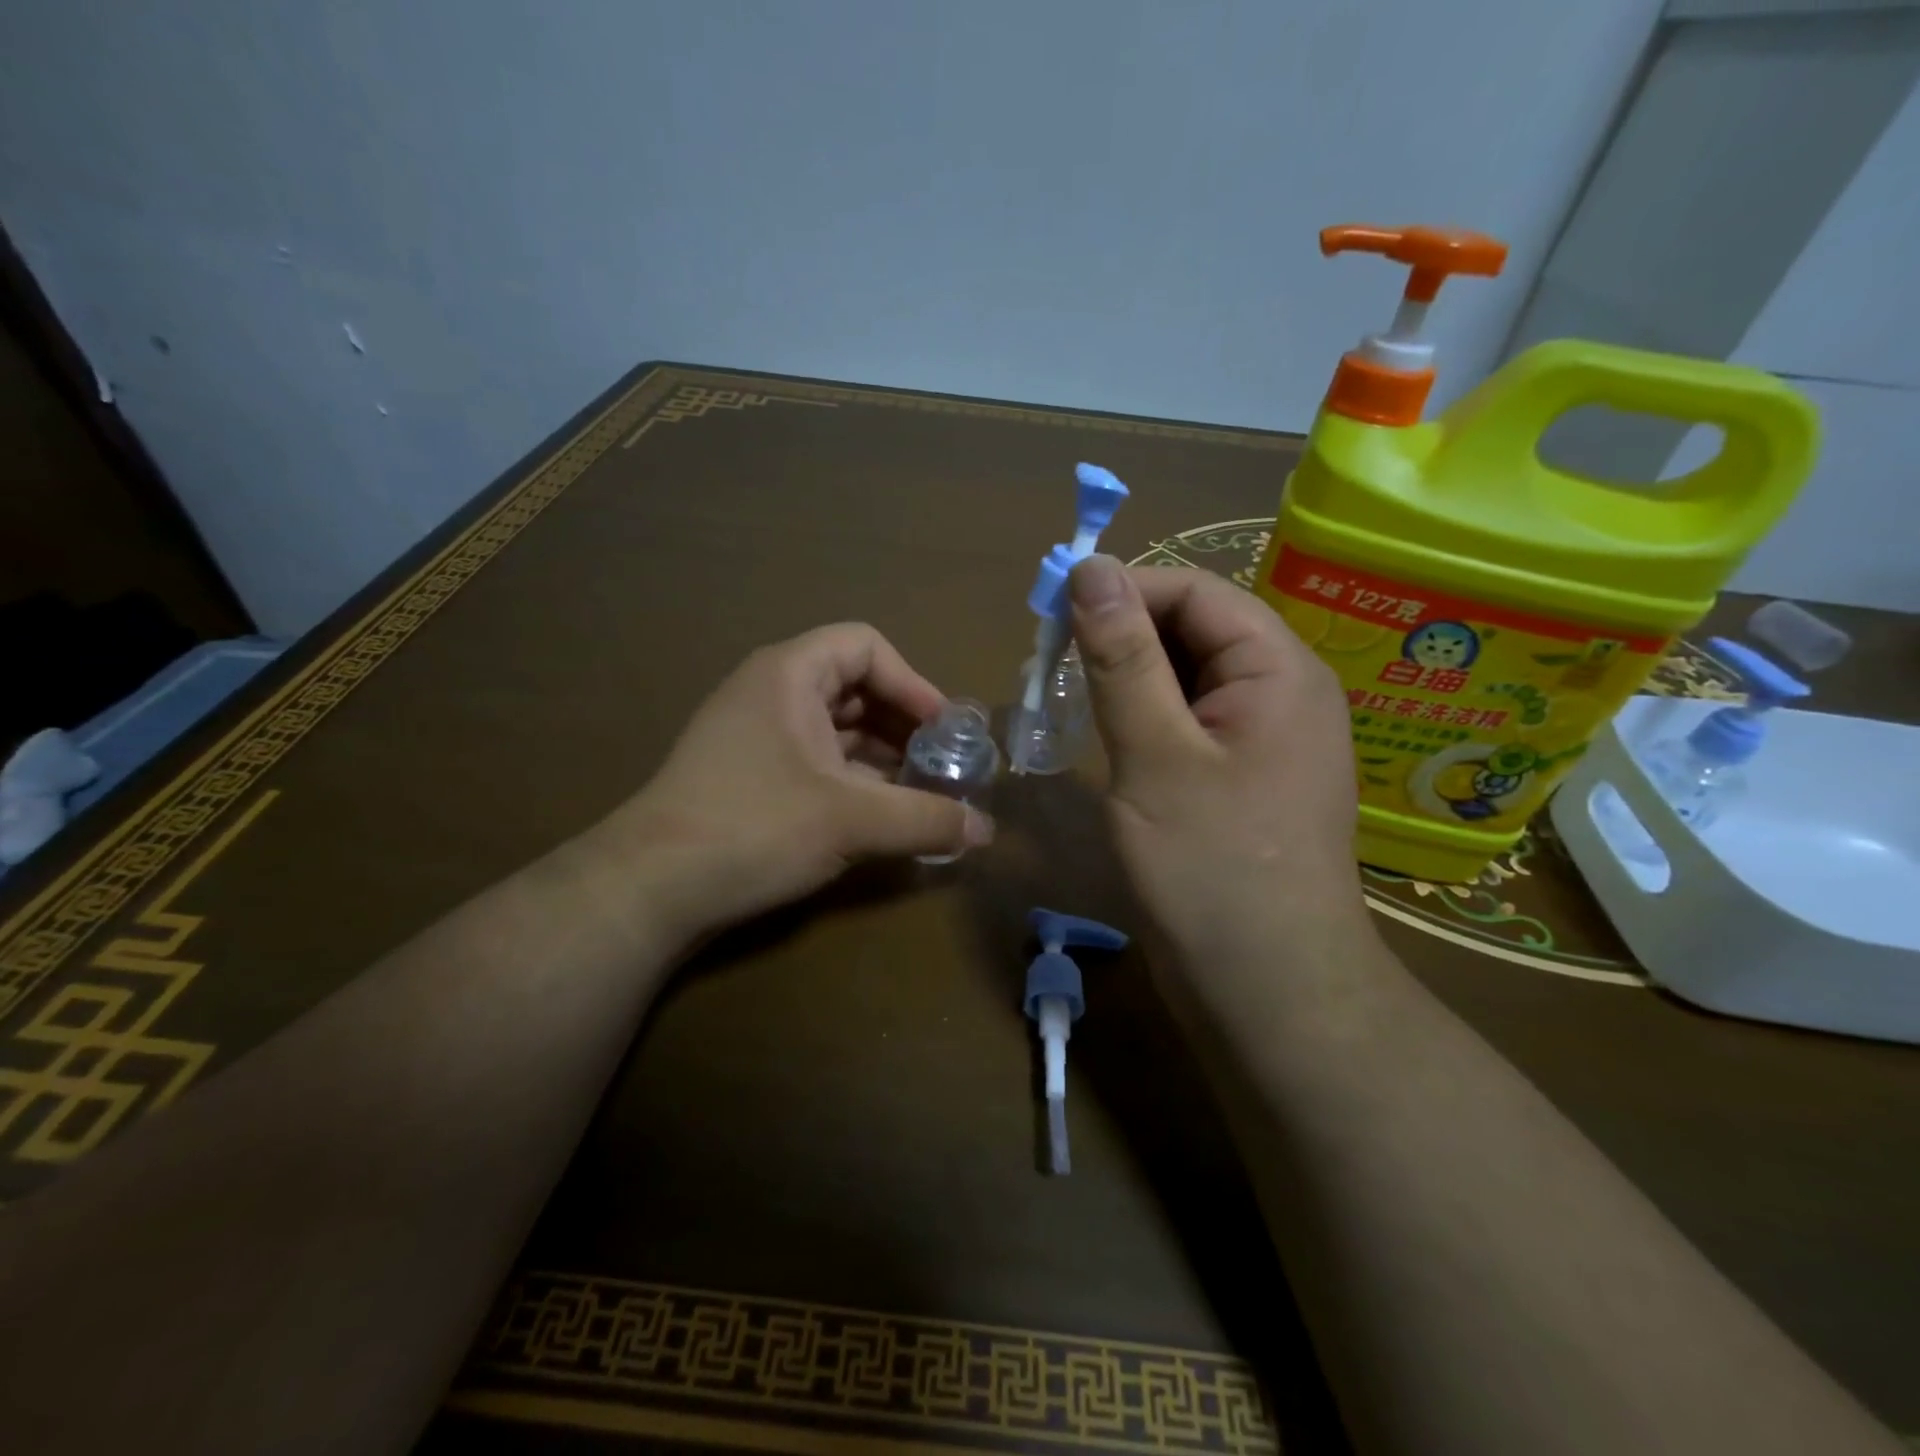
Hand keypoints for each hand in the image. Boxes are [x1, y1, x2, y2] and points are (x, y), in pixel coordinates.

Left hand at [600, 623, 992, 940]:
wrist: (648, 888)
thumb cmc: (753, 827)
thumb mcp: (851, 820)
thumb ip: (926, 819)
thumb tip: (986, 831)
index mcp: (789, 674)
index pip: (865, 646)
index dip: (913, 682)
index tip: (943, 730)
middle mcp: (770, 693)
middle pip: (854, 686)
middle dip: (903, 724)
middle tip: (941, 765)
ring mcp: (755, 735)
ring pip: (835, 728)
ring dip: (882, 756)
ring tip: (920, 794)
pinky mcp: (748, 775)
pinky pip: (814, 760)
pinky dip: (852, 779)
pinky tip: (878, 816)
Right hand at [1068, 556, 1367, 963]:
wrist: (1267, 991)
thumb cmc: (1210, 868)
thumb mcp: (1155, 753)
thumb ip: (1122, 657)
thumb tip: (1090, 568)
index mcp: (1279, 669)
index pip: (1195, 592)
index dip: (1123, 590)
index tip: (1050, 614)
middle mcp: (1282, 692)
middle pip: (1195, 630)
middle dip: (1122, 635)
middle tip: (1050, 662)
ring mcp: (1264, 739)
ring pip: (1187, 678)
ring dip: (1128, 677)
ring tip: (1069, 697)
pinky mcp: (1242, 778)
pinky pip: (1190, 723)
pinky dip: (1145, 718)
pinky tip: (1108, 738)